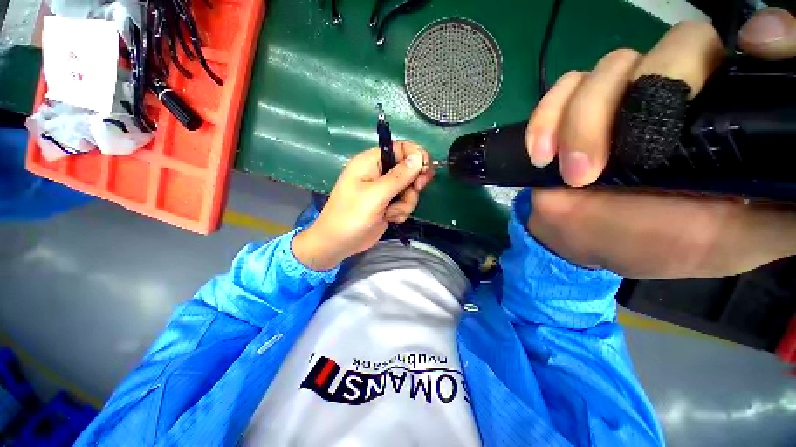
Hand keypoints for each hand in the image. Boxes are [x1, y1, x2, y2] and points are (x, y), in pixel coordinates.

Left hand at [293, 141, 434, 269]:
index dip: (416, 156)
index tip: (426, 171)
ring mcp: (384, 190)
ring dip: (406, 202)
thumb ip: (398, 176)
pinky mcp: (388, 204)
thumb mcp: (375, 195)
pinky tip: (390, 218)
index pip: (400, 148)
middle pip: (409, 169)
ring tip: (391, 212)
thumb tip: (419, 157)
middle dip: (413, 183)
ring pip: (409, 189)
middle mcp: (379, 172)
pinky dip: (401, 211)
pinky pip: (405, 202)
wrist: (339, 244)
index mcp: (371, 162)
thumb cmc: (351, 216)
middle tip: (414, 191)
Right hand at [524, 9, 795, 278]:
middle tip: (615, 162)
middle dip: (647, 93)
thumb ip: (786, 215)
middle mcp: (680, 91)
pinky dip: (546, 118)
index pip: (755, 54)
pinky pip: (560, 91)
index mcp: (728, 118)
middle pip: (677, 45)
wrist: (583, 239)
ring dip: (582, 121)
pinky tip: (542, 154)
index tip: (757, 45)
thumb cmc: (656, 243)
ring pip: (610, 67)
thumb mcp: (734, 242)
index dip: (768, 37)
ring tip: (575, 174)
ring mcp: (619, 96)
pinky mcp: (571, 110)